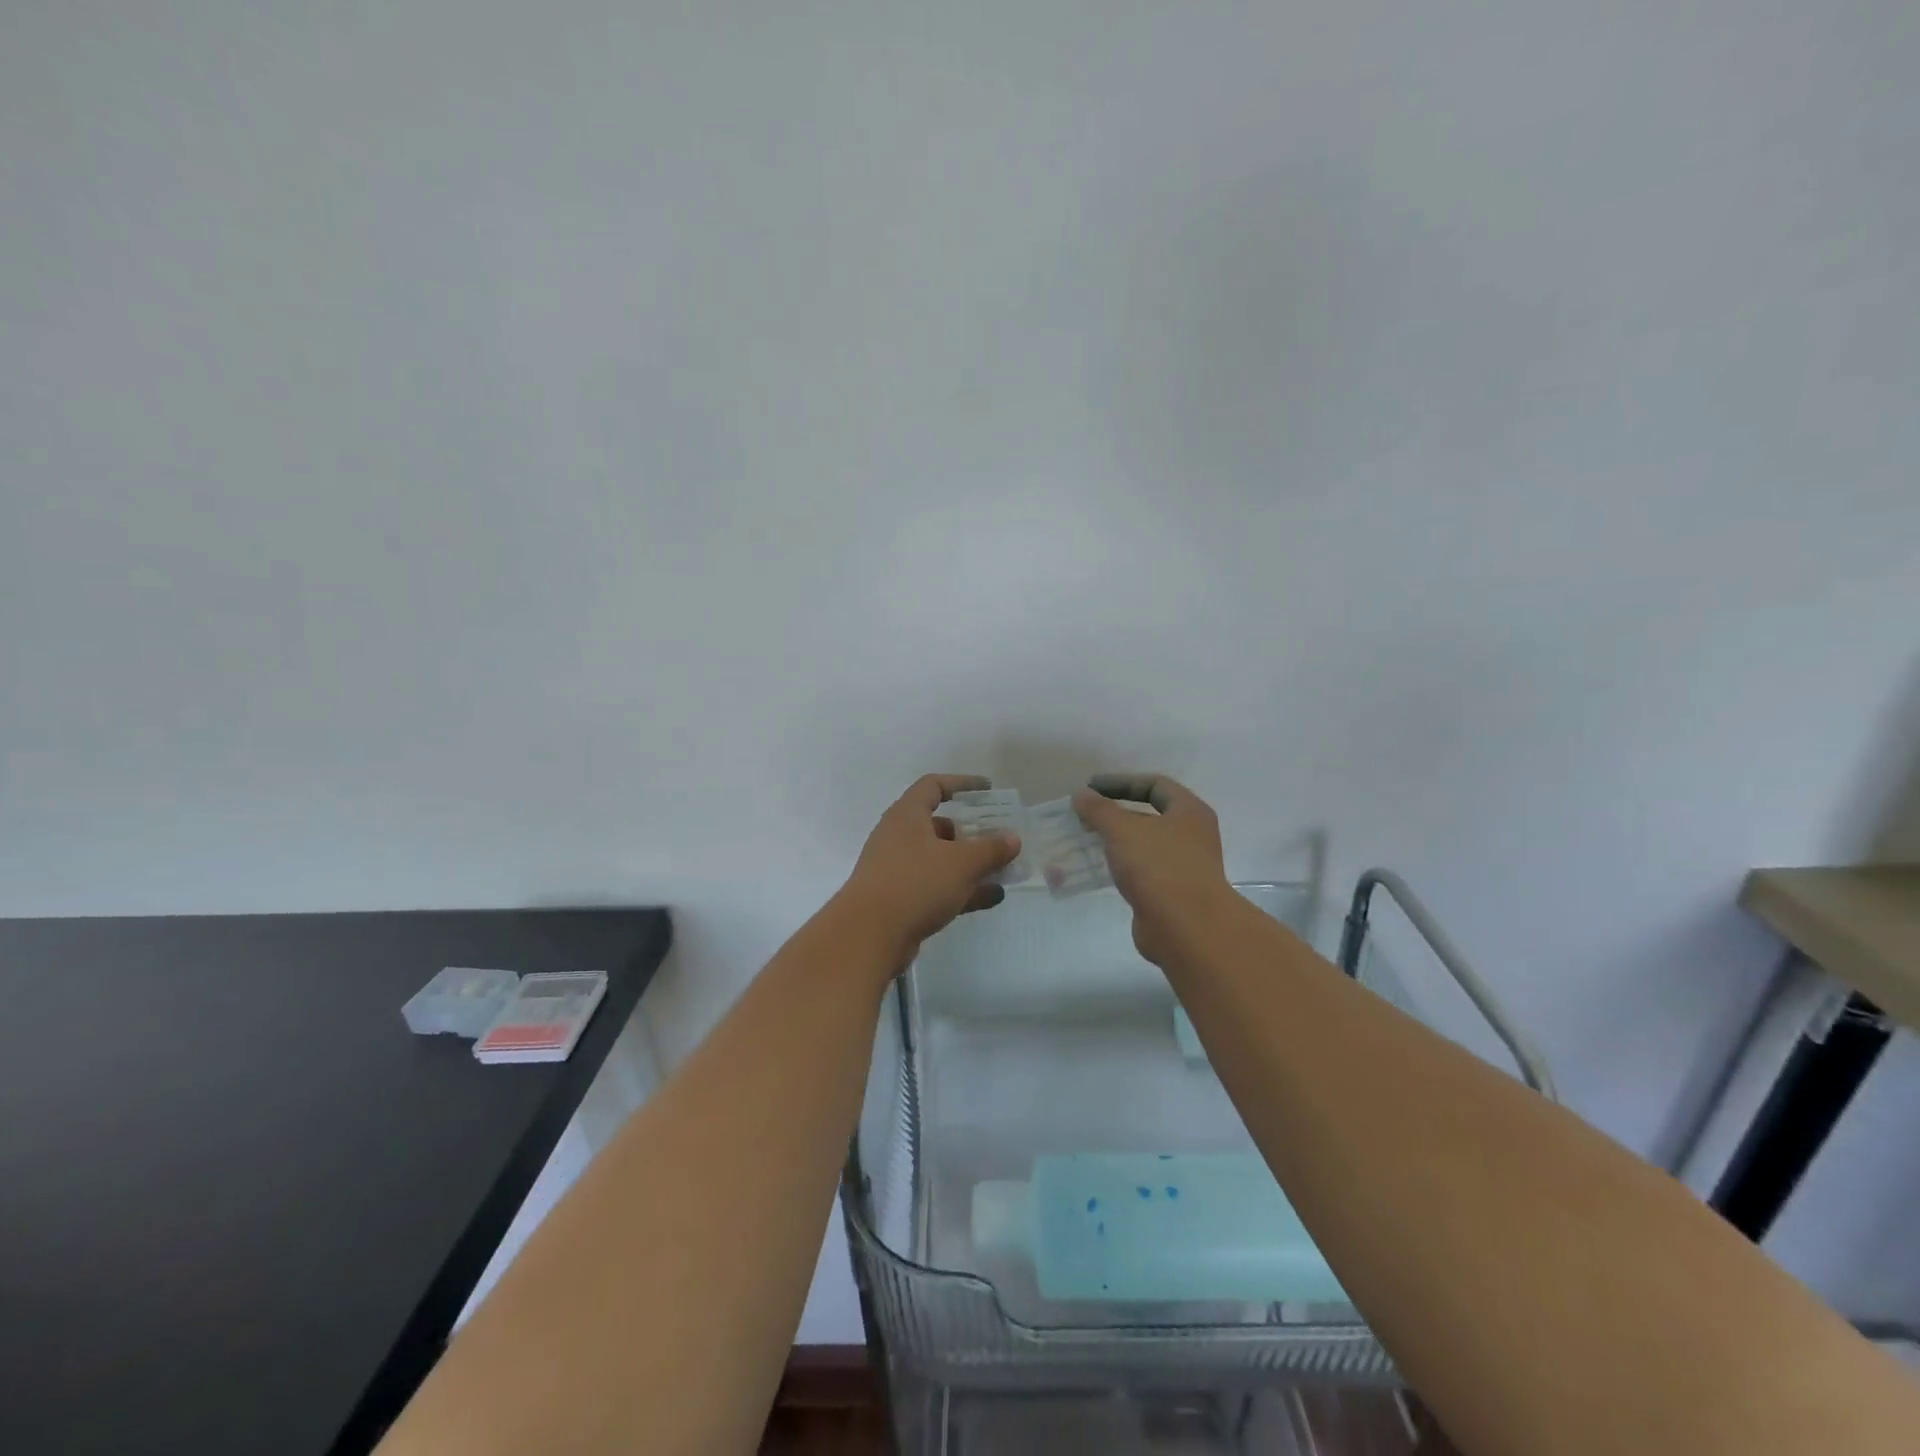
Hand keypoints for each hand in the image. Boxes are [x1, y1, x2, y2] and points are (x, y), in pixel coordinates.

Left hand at [838, 774, 1021, 966]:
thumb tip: (1013, 838)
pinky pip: (936, 886)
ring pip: (939, 859)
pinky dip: (961, 889)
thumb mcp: (961, 863)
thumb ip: (990, 849)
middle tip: (999, 838)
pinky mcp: (899, 899)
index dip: (962, 784)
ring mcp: (897, 870)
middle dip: (971, 832)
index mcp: (907, 815)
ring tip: (1003, 871)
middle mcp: (898, 837)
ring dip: (970, 864)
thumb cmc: (916, 884)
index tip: (988, 790)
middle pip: (938, 825)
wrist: (868, 936)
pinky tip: (991, 898)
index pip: (933, 786)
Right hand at [1072, 773, 1233, 965]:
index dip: (1121, 782)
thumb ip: (1100, 810)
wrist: (1186, 929)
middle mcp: (1192, 836)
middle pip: (1150, 815)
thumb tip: (1081, 795)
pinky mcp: (1172, 894)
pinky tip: (1100, 869)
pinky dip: (1122, 866)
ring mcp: (1184, 867)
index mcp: (1190, 812)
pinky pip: (1143, 871)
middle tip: (1085, 816)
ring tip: (1086, 841)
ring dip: (1117, 841)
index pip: (1155, 785)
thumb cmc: (1159, 866)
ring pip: (1145, 845)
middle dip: (1116, 813)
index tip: (1091, 789)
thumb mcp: (1123, 830)